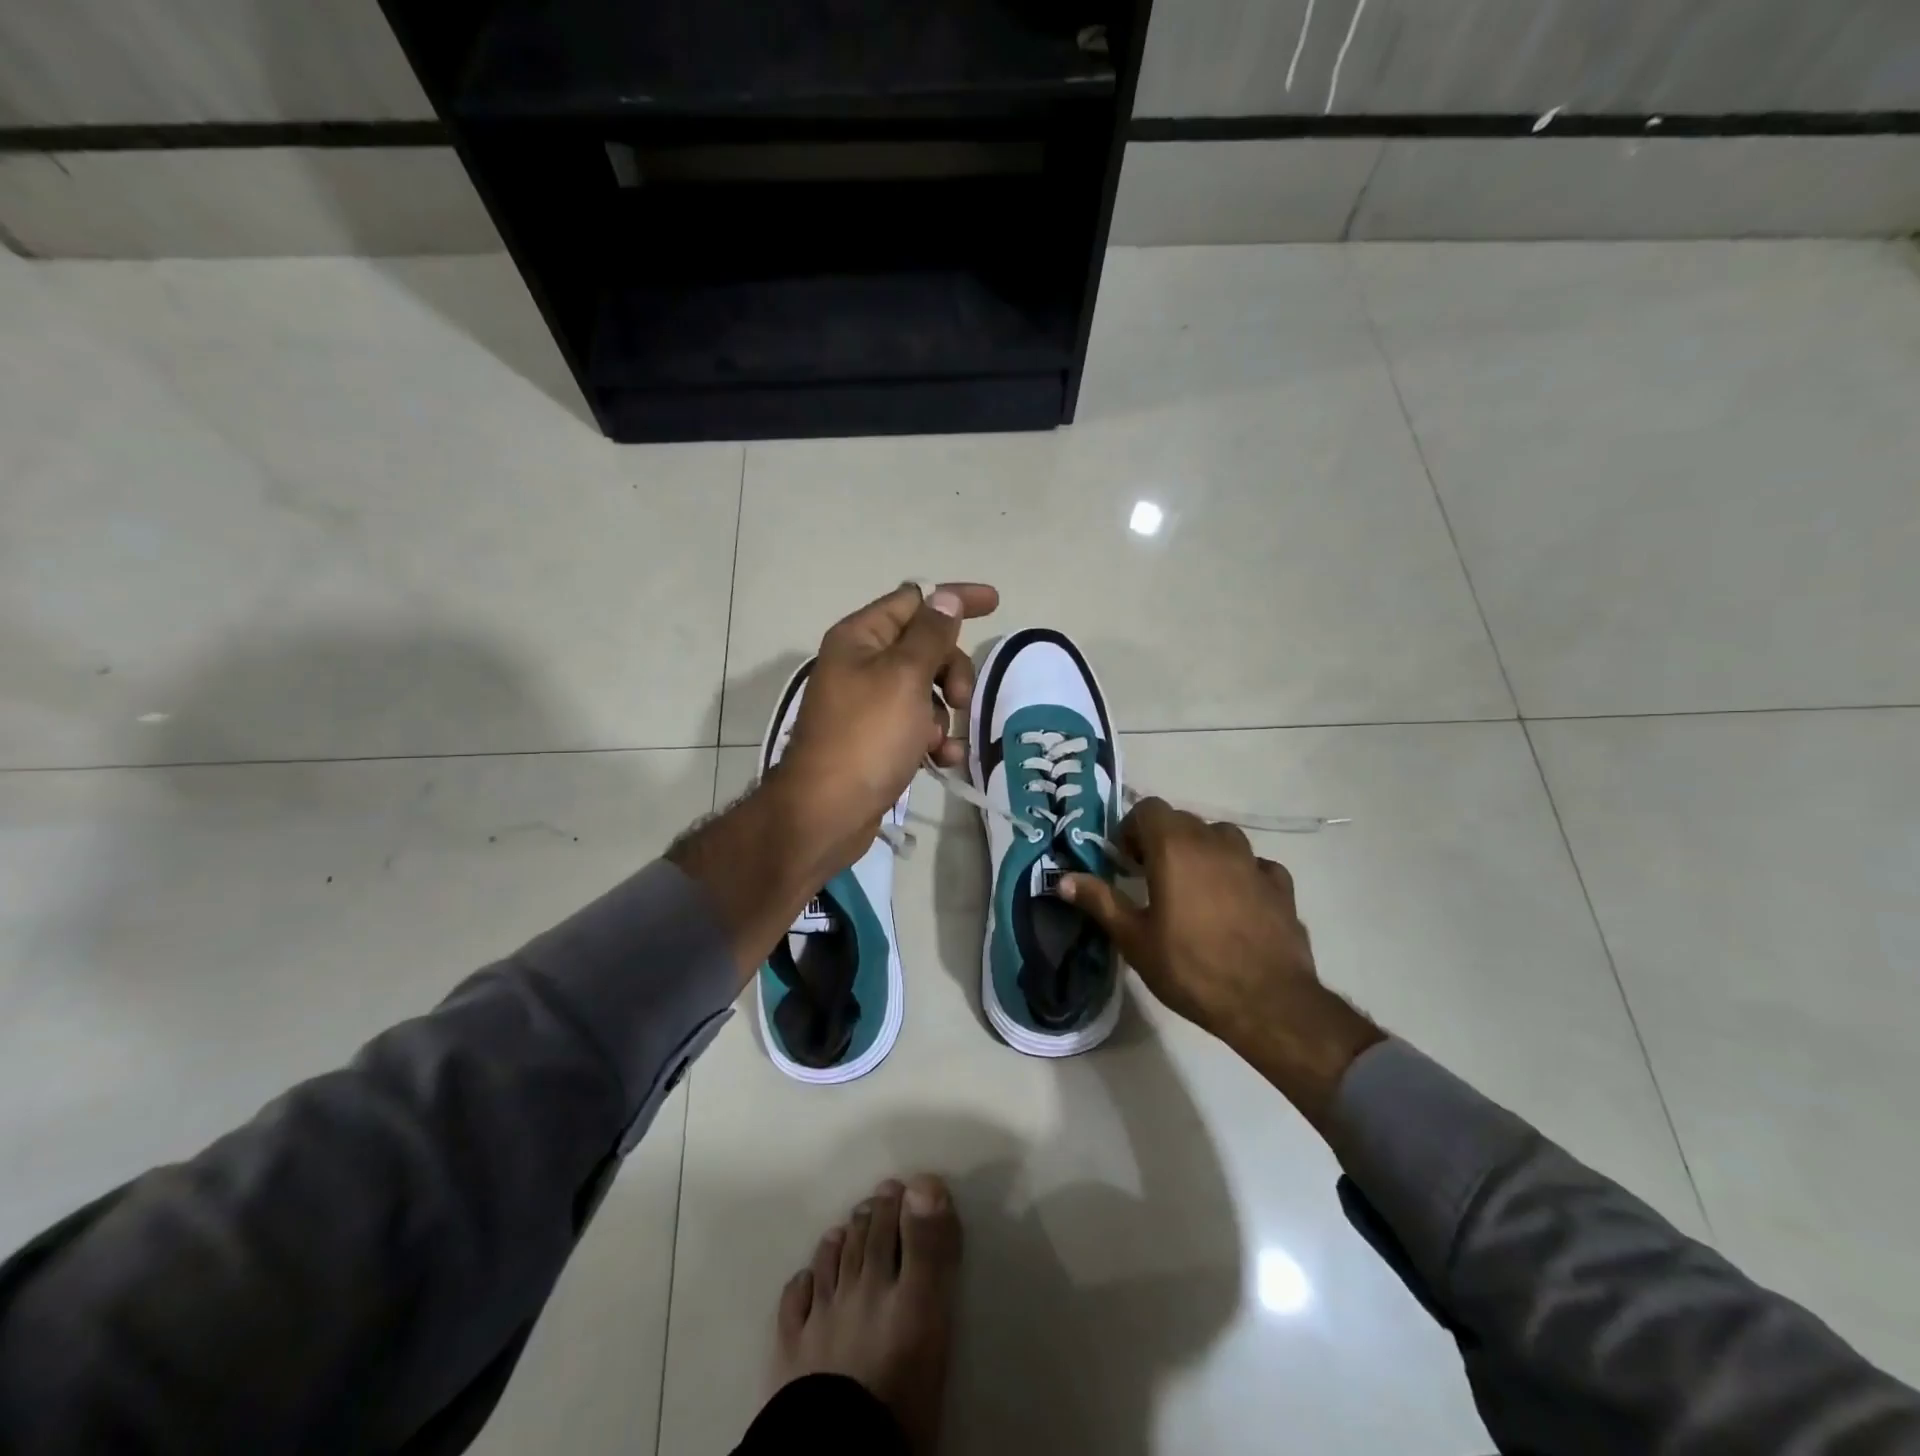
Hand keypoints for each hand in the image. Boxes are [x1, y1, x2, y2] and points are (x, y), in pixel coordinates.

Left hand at [774, 581, 998, 874]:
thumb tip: (946, 596)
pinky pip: (916, 725)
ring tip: (940, 741)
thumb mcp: (904, 677)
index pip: (914, 599)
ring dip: (944, 712)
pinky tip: (942, 760)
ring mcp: (869, 704)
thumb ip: (931, 634)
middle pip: (924, 647)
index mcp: (860, 638)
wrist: (826, 812)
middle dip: (951, 670)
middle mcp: (861, 664)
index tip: (995, 602)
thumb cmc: (866, 736)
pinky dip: (934, 739)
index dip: (954, 599)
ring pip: (926, 690)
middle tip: (959, 698)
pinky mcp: (877, 739)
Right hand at [1060, 798, 1381, 1125]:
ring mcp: (1252, 861)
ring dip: (1202, 852)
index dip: (1132, 829)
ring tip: (1194, 888)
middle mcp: (1215, 842)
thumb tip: (1061, 879)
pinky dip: (1239, 873)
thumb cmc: (1190, 967)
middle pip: (1182, 821)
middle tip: (1152, 878)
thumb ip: (1099, 901)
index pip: (1149, 808)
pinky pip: (1254, 864)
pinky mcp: (1280, 884)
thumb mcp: (1134, 939)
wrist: (1267, 1002)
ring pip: (1220, 837)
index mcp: (1175, 848)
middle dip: (1162, 840)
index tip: (1127, 863)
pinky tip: (1235, 903)